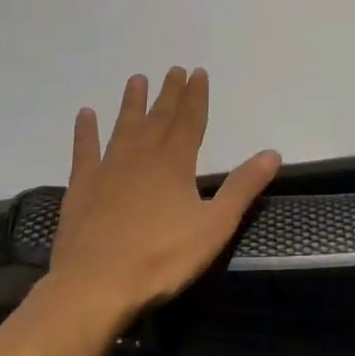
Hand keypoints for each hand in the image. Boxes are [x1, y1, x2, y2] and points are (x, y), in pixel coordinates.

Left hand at [49, 67, 280, 317]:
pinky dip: (85, 132)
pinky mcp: (82, 188)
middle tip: (174, 69)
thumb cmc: (161, 258)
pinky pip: (84, 151)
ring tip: (136, 80)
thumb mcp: (214, 226)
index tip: (198, 72)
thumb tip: (273, 153)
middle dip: (169, 93)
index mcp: (175, 163)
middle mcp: (142, 156)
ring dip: (132, 103)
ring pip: (123, 127)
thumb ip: (243, 187)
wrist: (95, 286)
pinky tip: (85, 115)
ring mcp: (108, 170)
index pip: (190, 120)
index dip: (196, 96)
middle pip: (159, 117)